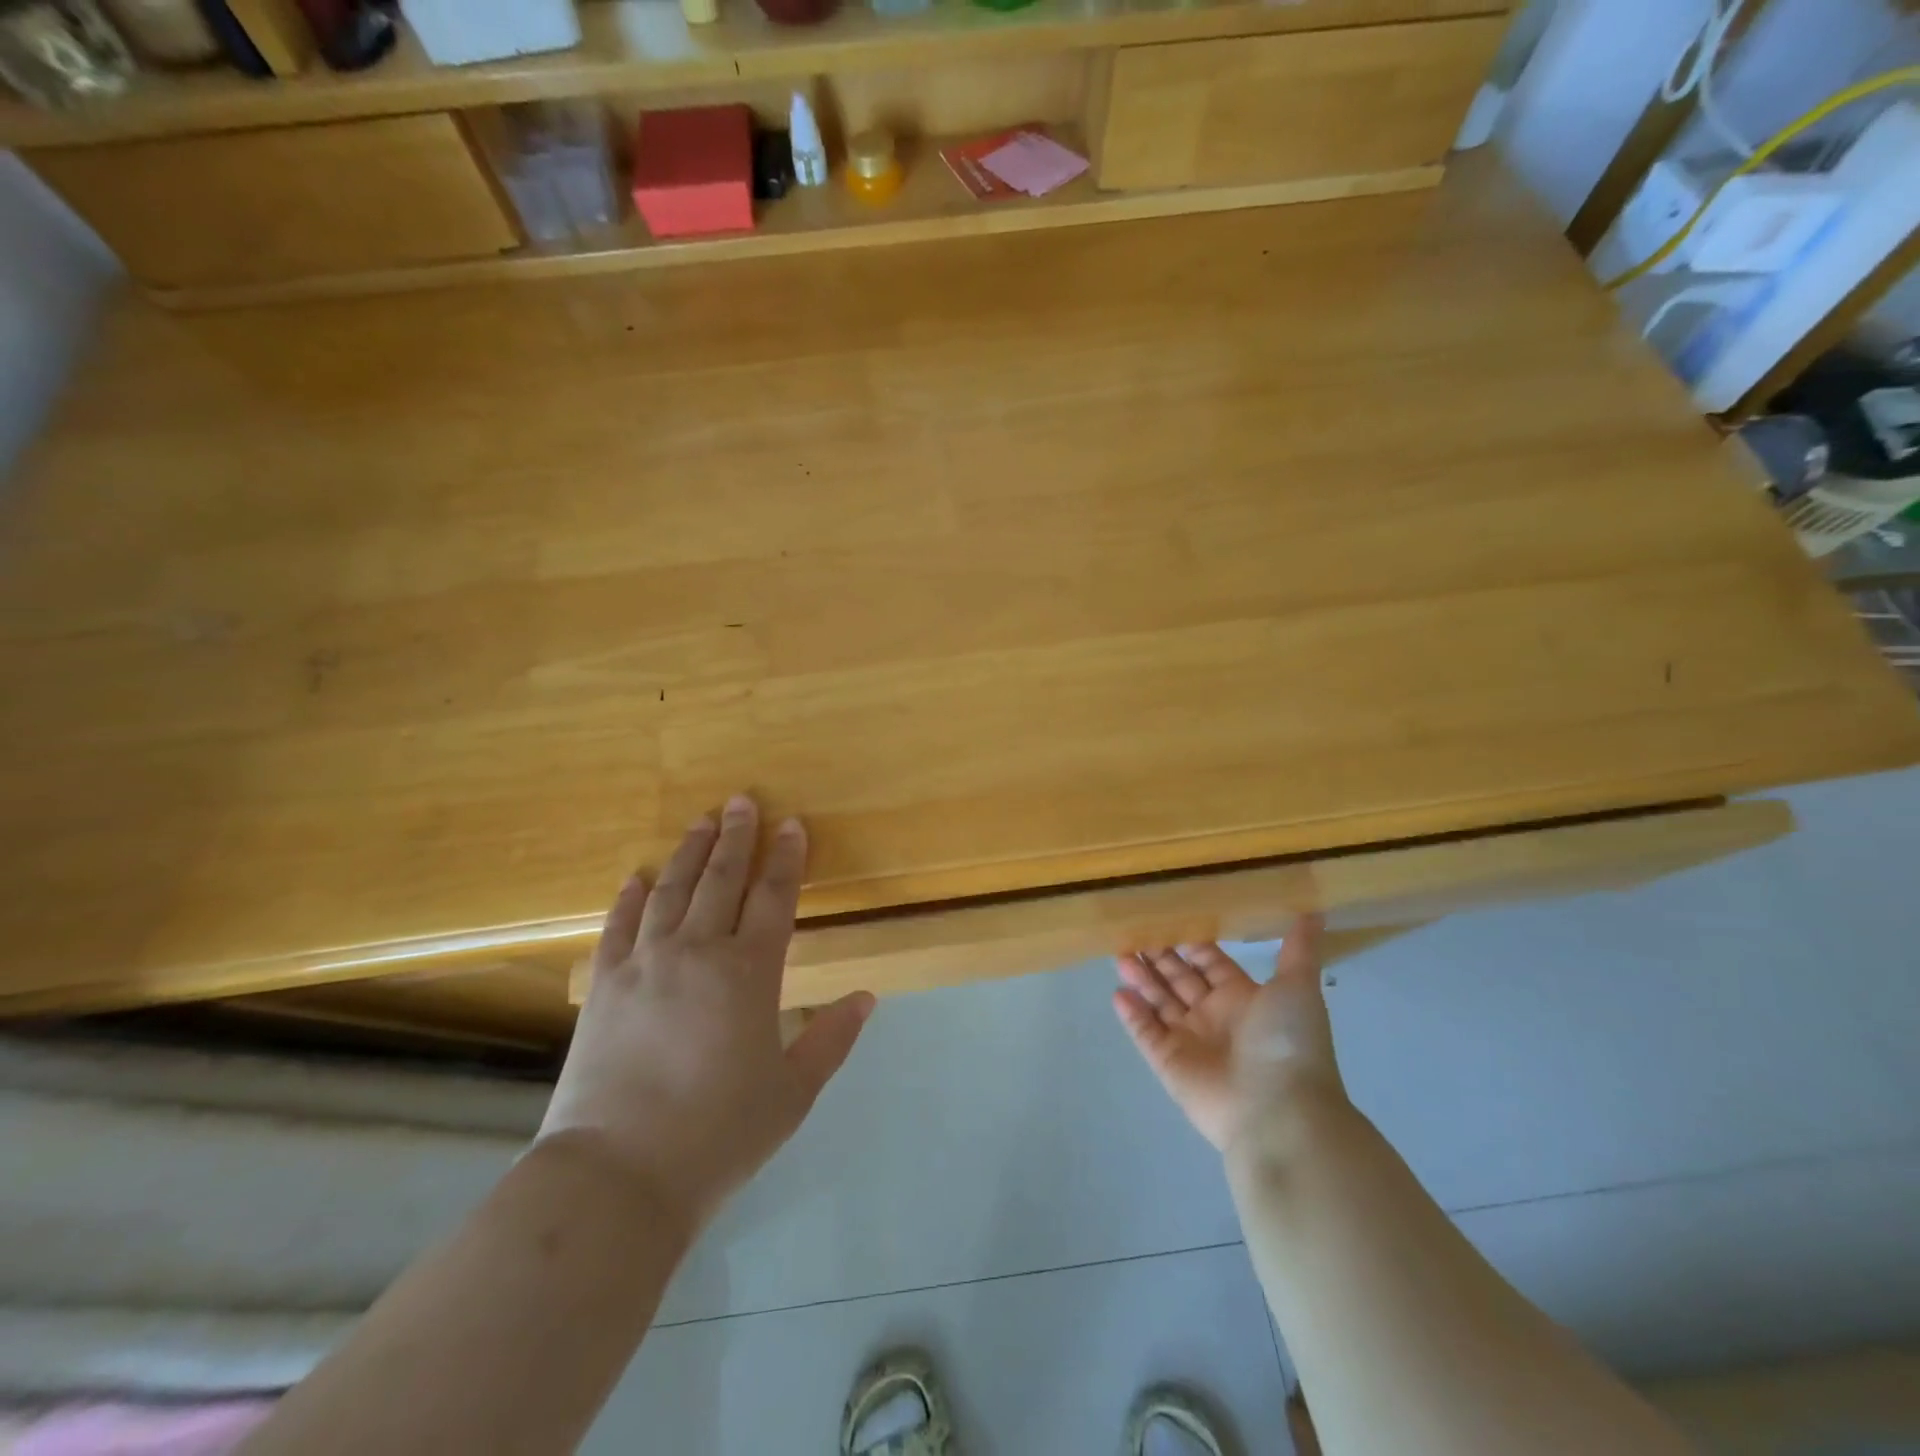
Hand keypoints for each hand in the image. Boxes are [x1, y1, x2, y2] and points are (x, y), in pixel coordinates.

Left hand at [537, 795, 874, 1227]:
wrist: (618, 1175)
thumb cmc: (719, 1134)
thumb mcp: (792, 1092)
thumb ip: (832, 1039)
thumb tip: (866, 997)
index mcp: (749, 972)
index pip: (774, 897)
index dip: (787, 857)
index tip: (792, 824)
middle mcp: (697, 952)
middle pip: (722, 879)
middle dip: (737, 836)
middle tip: (743, 800)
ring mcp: (645, 964)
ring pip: (672, 891)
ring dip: (690, 853)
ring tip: (701, 822)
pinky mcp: (604, 985)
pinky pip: (620, 925)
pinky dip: (631, 896)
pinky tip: (638, 876)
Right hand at [1113, 917, 1342, 1151]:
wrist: (1279, 1112)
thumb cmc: (1287, 1042)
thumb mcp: (1298, 987)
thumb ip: (1299, 948)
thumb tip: (1316, 910)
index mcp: (1244, 999)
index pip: (1210, 963)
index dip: (1191, 943)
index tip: (1167, 917)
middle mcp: (1215, 1017)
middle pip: (1180, 980)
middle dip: (1159, 957)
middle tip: (1133, 931)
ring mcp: (1191, 1042)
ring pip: (1159, 1003)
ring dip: (1141, 979)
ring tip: (1118, 954)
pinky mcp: (1170, 1065)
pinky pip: (1146, 1035)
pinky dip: (1132, 1015)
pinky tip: (1117, 993)